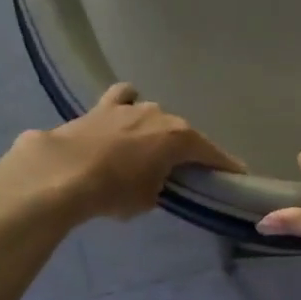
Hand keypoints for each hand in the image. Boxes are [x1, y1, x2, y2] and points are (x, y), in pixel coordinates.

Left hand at [11, 84, 244, 220]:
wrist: (63, 173)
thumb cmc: (114, 191)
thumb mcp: (148, 199)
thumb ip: (160, 186)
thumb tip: (155, 180)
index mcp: (180, 137)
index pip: (212, 154)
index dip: (225, 167)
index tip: (237, 175)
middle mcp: (160, 114)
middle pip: (182, 133)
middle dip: (185, 150)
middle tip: (183, 170)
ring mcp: (130, 106)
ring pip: (153, 115)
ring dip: (154, 130)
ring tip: (148, 148)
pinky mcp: (101, 107)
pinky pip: (122, 100)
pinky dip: (125, 107)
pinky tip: (121, 119)